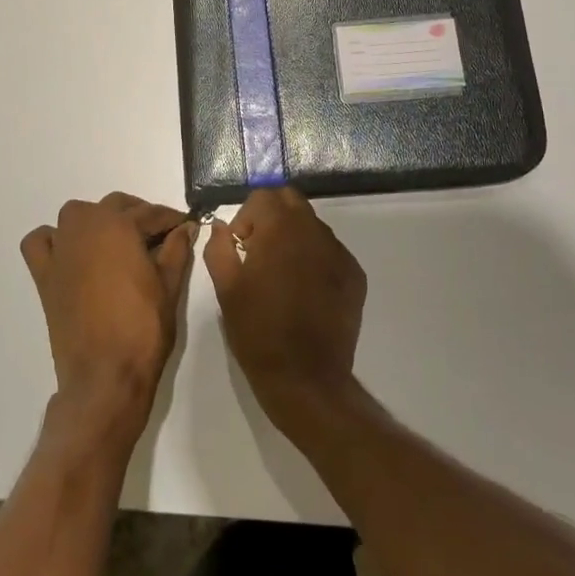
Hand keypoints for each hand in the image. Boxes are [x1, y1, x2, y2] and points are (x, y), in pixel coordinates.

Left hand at [20, 194, 192, 449]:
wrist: (105, 376)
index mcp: (119, 227)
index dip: (171, 219)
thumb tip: (186, 228)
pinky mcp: (45, 275)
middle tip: (158, 235)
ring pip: (76, 215)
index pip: (150, 213)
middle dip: (138, 215)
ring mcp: (61, 250)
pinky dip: (53, 239)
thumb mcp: (169, 286)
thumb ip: (177, 250)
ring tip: (117, 241)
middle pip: (114, 205)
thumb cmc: (143, 329)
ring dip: (97, 219)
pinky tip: (71, 252)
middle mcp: (86, 228)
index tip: (185, 224)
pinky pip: (41, 241)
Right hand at [204, 188, 366, 438]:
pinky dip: (314, 258)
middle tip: (258, 253)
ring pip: (311, 225)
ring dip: (293, 237)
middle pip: (291, 201)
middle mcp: (314, 231)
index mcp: (281, 228)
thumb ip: (219, 248)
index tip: (240, 248)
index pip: (263, 196)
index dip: (246, 218)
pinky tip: (305, 291)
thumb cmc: (258, 331)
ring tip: (282, 275)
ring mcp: (339, 252)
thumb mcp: (226, 288)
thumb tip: (222, 228)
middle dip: (271, 217)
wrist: (306, 379)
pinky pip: (329, 251)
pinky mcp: (355, 275)